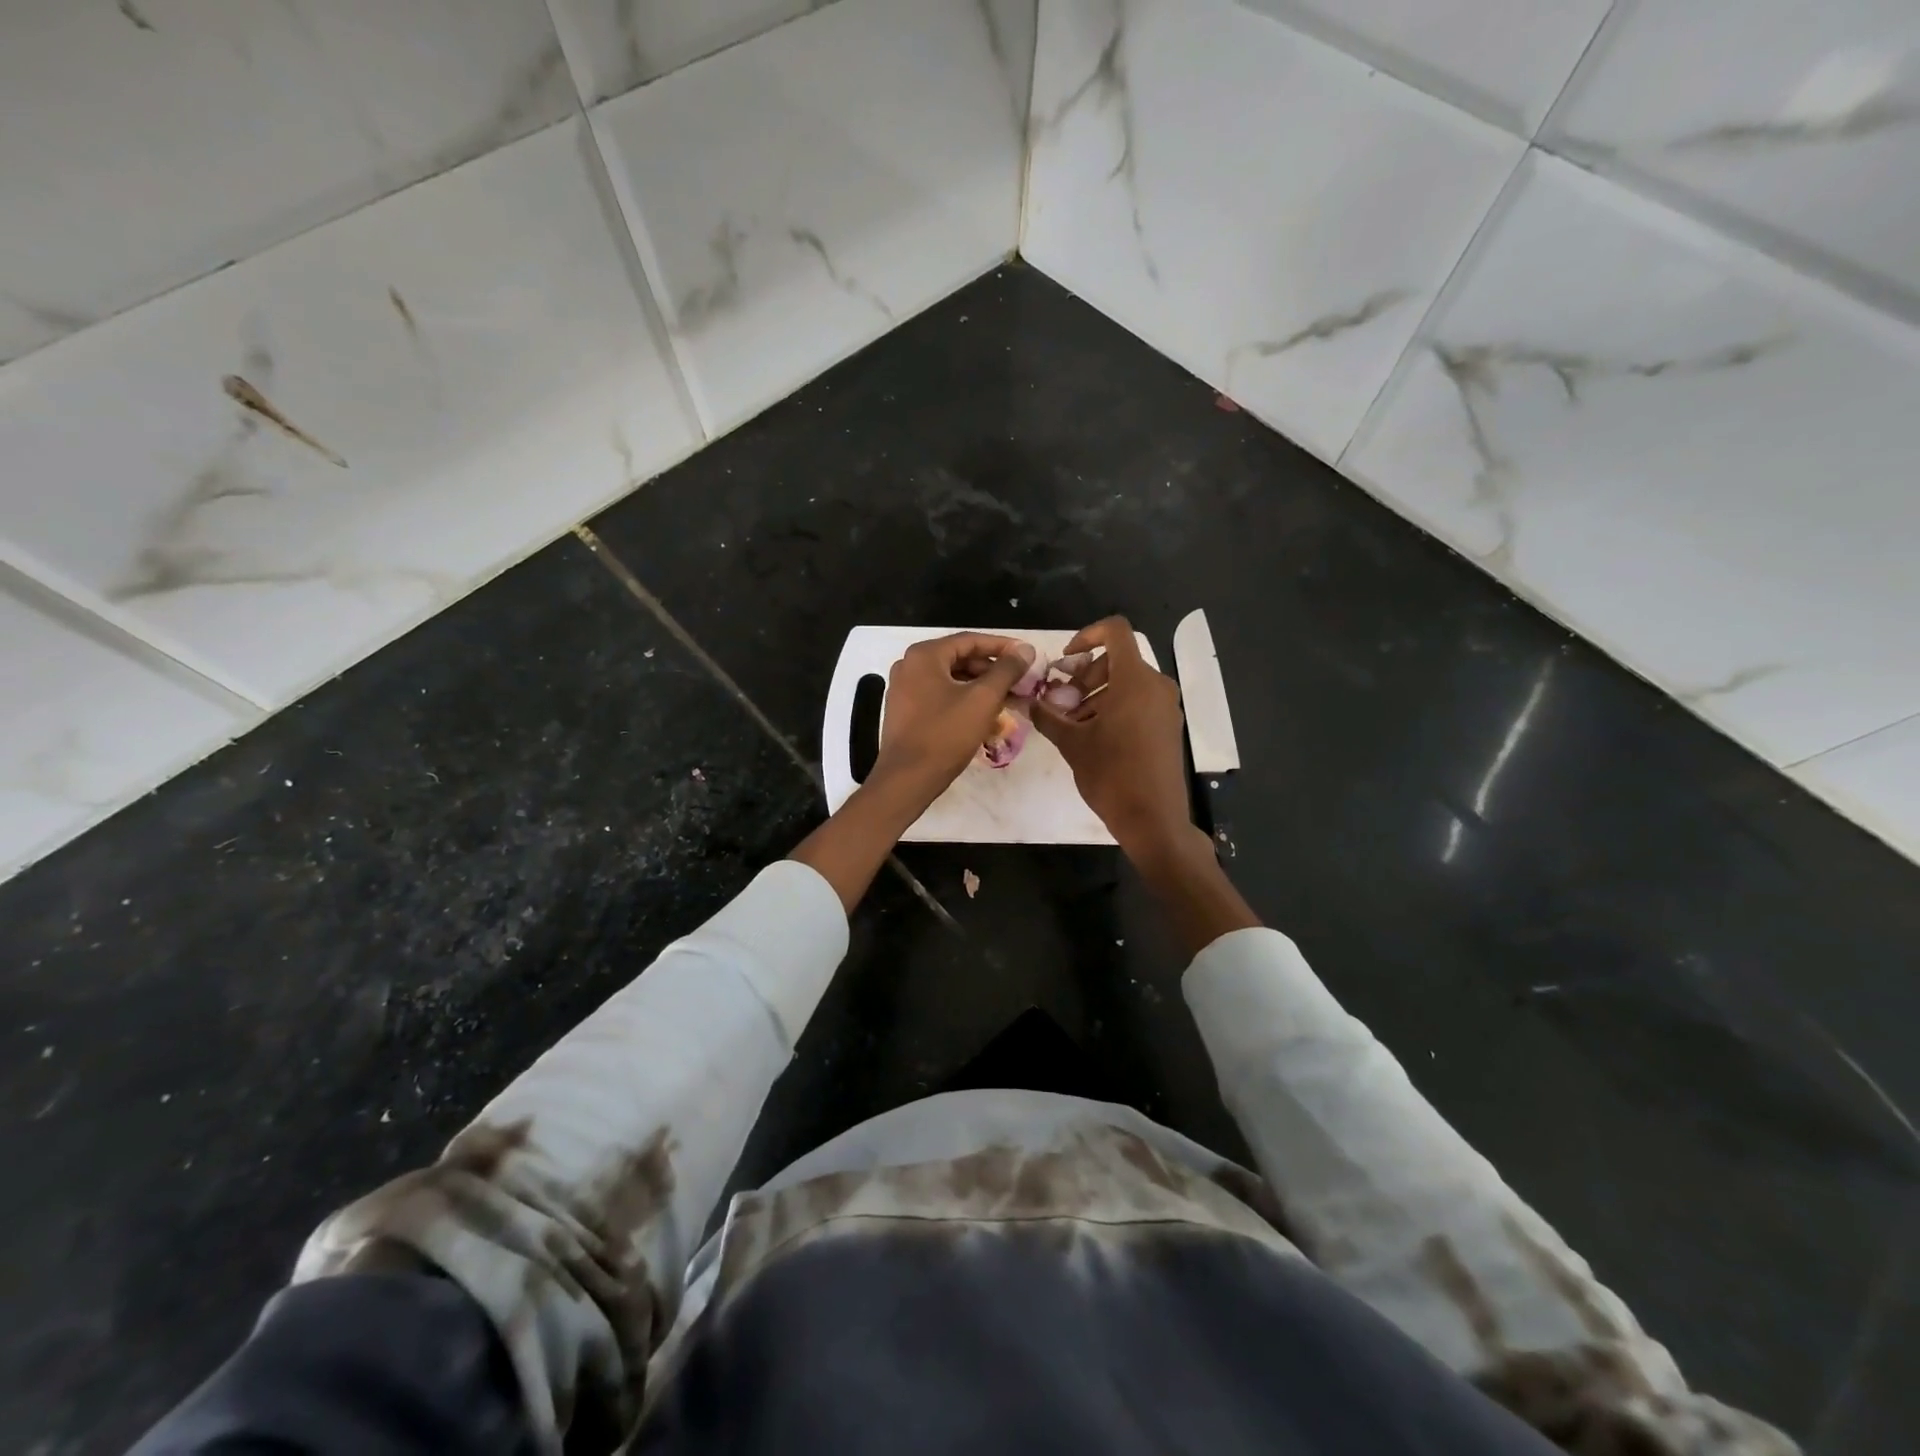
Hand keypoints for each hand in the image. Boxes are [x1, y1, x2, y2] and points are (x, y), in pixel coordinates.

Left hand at [870, 633, 1037, 808]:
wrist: (907, 778)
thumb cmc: (946, 734)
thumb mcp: (983, 699)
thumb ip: (1006, 670)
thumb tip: (1025, 649)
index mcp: (925, 655)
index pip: (971, 640)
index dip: (1003, 647)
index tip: (1027, 656)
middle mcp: (910, 665)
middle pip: (960, 659)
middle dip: (992, 670)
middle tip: (1020, 682)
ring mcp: (904, 689)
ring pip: (951, 680)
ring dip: (980, 688)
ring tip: (1007, 700)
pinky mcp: (905, 711)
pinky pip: (939, 696)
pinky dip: (963, 701)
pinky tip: (984, 717)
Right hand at [1032, 617, 1199, 865]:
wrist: (1154, 819)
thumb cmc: (1111, 775)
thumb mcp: (1072, 743)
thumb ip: (1048, 716)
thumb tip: (1029, 702)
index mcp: (1135, 680)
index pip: (1115, 631)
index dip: (1087, 635)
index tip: (1065, 661)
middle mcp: (1156, 686)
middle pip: (1117, 659)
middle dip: (1084, 675)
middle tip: (1061, 702)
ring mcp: (1166, 707)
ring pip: (1126, 682)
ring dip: (1096, 694)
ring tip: (1072, 723)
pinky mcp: (1168, 726)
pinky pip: (1139, 701)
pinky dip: (1114, 707)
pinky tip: (1093, 735)